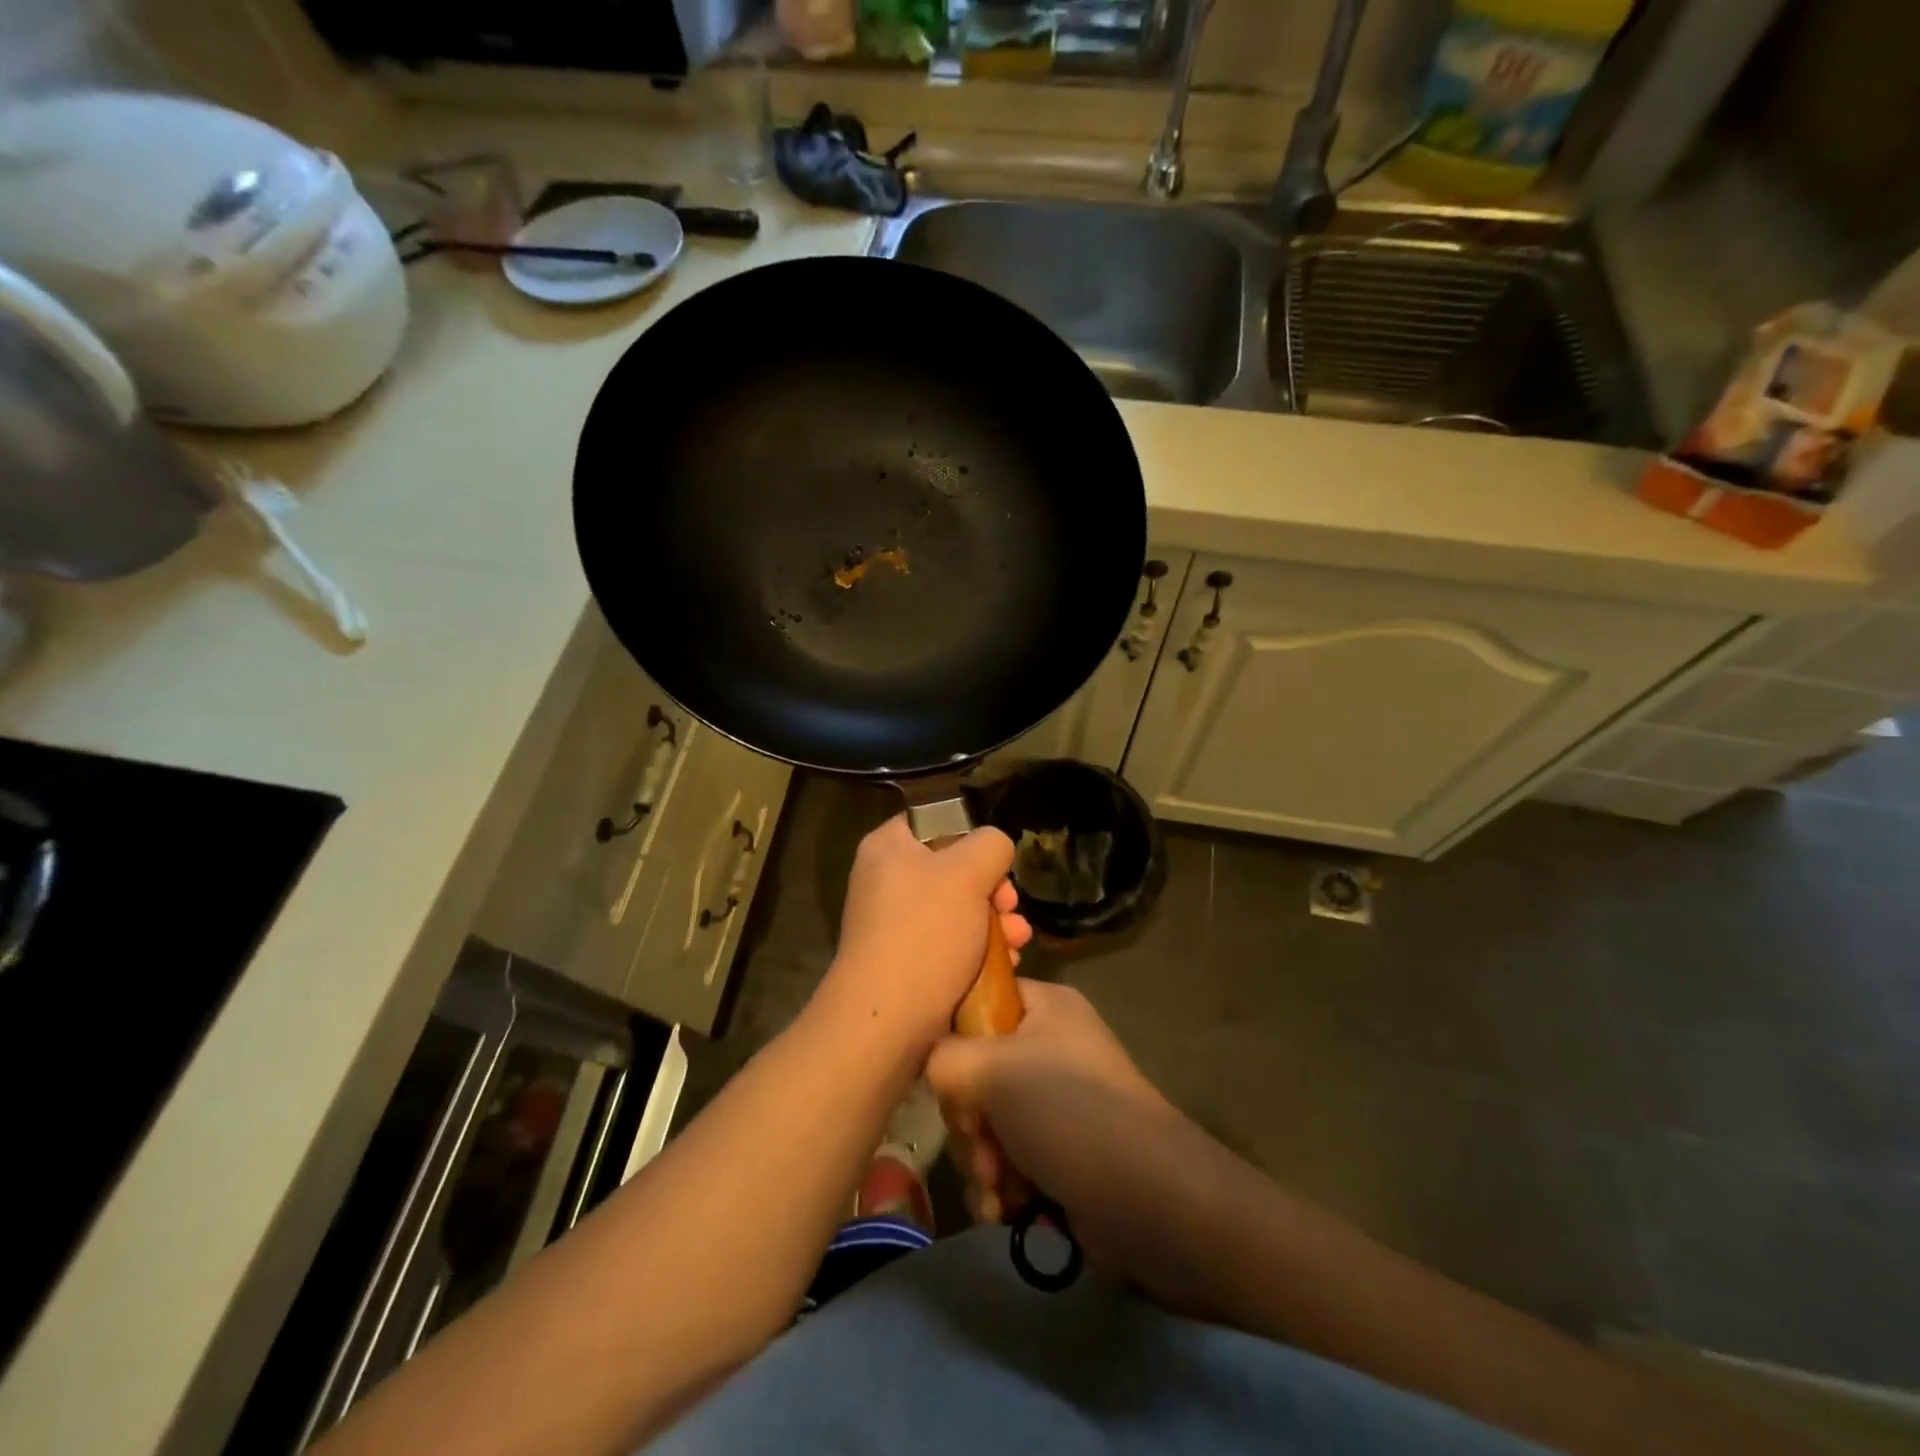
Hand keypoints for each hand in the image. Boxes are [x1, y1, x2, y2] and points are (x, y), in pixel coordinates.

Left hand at [816, 815, 1031, 1058]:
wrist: (887, 1021)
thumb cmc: (926, 933)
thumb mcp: (968, 872)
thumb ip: (990, 844)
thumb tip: (994, 849)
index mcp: (887, 847)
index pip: (934, 822)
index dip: (971, 837)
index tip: (996, 863)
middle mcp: (885, 880)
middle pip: (952, 869)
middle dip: (992, 889)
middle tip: (1011, 906)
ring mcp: (893, 924)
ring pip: (957, 909)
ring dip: (994, 922)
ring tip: (1018, 941)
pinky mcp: (906, 961)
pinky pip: (949, 943)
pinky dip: (978, 950)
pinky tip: (1006, 964)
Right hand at [927, 980, 1187, 1281]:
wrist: (1150, 1203)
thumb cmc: (1070, 1113)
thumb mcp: (993, 1068)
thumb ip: (943, 1058)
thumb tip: (938, 1076)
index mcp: (1045, 1007)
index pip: (977, 1004)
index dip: (954, 1041)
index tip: (951, 1079)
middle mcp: (1050, 1047)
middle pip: (974, 1073)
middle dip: (969, 1122)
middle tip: (982, 1146)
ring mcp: (1056, 1104)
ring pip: (985, 1124)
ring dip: (980, 1162)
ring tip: (1000, 1188)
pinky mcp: (1059, 1154)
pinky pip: (1006, 1162)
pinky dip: (999, 1188)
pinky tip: (1006, 1210)